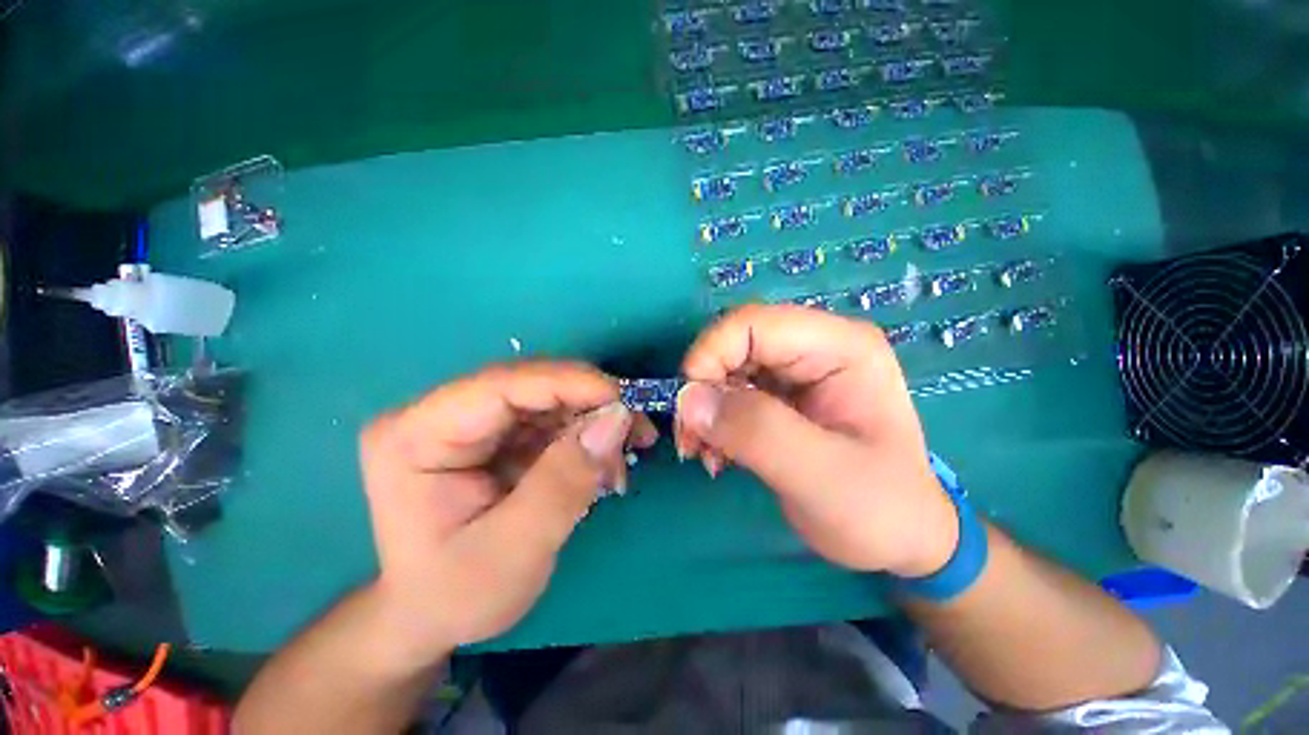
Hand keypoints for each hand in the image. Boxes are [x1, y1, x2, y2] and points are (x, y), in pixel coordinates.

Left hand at [358, 362, 655, 665]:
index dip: (568, 383)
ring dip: (594, 421)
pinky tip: (605, 463)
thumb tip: (616, 419)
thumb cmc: (454, 595)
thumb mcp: (513, 552)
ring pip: (549, 400)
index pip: (501, 386)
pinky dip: (586, 436)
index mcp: (416, 435)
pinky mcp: (497, 435)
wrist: (429, 616)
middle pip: (531, 387)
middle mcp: (440, 414)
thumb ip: (564, 482)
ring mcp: (471, 422)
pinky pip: (552, 420)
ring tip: (624, 457)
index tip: (624, 400)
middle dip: (591, 404)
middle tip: (639, 432)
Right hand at [675, 305, 956, 577]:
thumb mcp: (820, 476)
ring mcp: (798, 371)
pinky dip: (714, 421)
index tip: (690, 410)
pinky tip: (717, 454)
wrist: (905, 540)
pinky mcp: (783, 395)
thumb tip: (688, 399)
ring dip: (705, 409)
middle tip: (692, 441)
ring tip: (705, 455)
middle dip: (703, 390)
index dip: (709, 356)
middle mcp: (817, 347)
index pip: (752, 324)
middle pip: (734, 344)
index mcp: (840, 347)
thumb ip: (755, 432)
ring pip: (726, 368)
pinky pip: (731, 392)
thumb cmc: (880, 511)